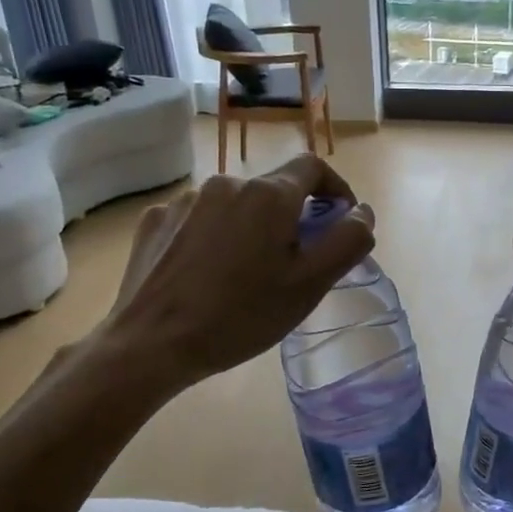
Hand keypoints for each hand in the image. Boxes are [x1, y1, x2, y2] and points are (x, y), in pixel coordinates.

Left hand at [98, 155, 374, 391]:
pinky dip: (213, 237)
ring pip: (235, 205)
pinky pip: (199, 219)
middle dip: (291, 218)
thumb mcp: (309, 285)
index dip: (335, 189)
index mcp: (268, 195)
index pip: (313, 167)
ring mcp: (185, 200)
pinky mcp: (156, 220)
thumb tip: (362, 212)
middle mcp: (226, 183)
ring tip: (243, 275)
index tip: (339, 221)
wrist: (150, 344)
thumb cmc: (241, 316)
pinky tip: (205, 274)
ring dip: (250, 228)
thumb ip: (347, 241)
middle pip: (273, 189)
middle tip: (291, 265)